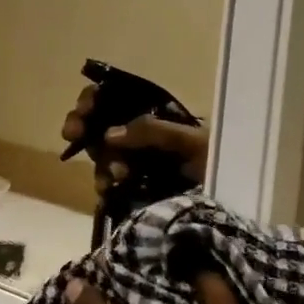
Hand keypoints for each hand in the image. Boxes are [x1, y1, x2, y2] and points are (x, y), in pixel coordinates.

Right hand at [61, 84, 208, 197]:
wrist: (232, 206)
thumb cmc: (219, 163)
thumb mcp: (191, 141)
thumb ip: (153, 131)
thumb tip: (109, 134)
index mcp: (155, 114)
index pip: (116, 97)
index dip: (95, 99)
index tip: (84, 108)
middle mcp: (141, 134)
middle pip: (100, 122)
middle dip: (82, 126)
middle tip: (72, 134)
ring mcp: (136, 162)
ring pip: (101, 153)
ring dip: (99, 160)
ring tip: (112, 176)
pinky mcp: (134, 189)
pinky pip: (107, 180)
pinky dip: (103, 182)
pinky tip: (107, 188)